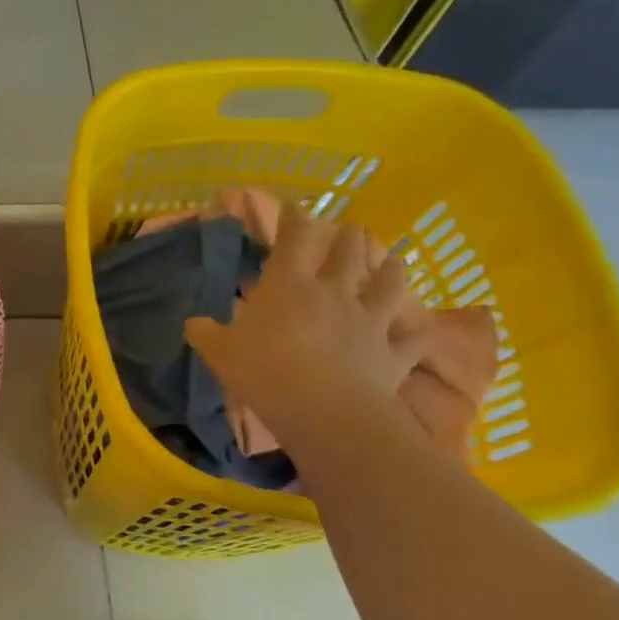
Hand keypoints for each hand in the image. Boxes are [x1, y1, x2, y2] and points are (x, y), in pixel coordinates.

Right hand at [184, 199, 421, 437]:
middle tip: (348, 230)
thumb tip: (193, 322)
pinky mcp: (395, 353)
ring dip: (391, 271)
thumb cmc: (264, 372)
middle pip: (349, 252)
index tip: (294, 208)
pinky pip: (414, 340)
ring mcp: (370, 321)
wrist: (324, 411)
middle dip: (348, 237)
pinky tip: (424, 330)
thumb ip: (207, 334)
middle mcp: (334, 292)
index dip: (294, 218)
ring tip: (392, 261)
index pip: (294, 239)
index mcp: (289, 285)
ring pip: (388, 285)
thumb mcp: (219, 353)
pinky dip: (420, 334)